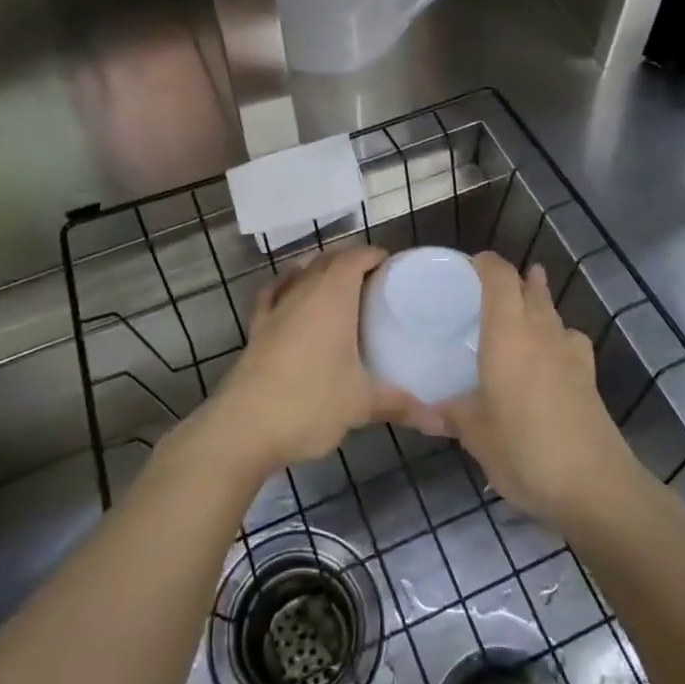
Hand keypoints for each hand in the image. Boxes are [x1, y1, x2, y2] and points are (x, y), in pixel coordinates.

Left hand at [207, 245, 445, 474]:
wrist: (243, 428)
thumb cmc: (309, 403)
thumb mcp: (361, 404)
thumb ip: (400, 404)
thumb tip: (440, 421)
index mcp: (332, 297)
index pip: (355, 257)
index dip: (374, 255)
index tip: (394, 268)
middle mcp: (303, 292)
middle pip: (328, 260)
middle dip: (351, 262)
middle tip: (377, 283)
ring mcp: (276, 308)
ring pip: (301, 274)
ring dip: (321, 272)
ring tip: (342, 290)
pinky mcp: (257, 329)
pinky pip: (274, 294)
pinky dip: (287, 288)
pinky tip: (293, 298)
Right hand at [442, 254, 639, 529]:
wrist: (594, 485)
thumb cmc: (524, 449)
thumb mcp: (475, 434)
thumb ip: (451, 414)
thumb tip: (424, 412)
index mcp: (508, 334)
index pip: (500, 277)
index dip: (486, 263)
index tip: (467, 265)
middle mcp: (540, 332)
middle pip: (529, 289)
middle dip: (512, 280)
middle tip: (486, 289)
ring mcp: (570, 353)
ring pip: (552, 311)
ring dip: (537, 300)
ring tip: (523, 302)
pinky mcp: (588, 376)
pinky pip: (570, 339)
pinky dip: (558, 334)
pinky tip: (552, 352)